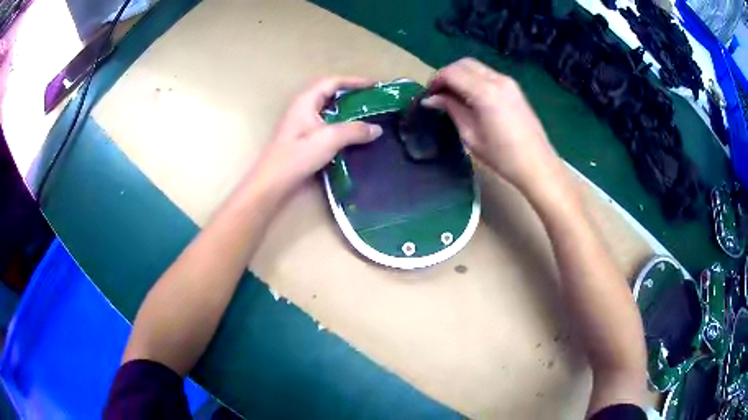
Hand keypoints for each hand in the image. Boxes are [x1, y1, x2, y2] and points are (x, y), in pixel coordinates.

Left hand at [249, 77, 382, 198]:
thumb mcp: (330, 139)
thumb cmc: (298, 156)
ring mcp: (303, 125)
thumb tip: (377, 129)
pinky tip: (354, 138)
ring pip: (330, 113)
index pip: (333, 82)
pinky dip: (342, 128)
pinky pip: (328, 128)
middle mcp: (304, 109)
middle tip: (374, 103)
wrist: (274, 183)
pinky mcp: (304, 141)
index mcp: (307, 101)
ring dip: (348, 113)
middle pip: (331, 95)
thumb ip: (355, 131)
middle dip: (353, 96)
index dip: (355, 81)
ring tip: (368, 119)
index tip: (375, 86)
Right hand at [423, 58, 563, 196]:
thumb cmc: (502, 156)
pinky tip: (470, 96)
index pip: (452, 73)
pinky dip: (474, 78)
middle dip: (447, 74)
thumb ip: (451, 110)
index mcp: (485, 92)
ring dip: (460, 75)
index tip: (428, 95)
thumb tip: (432, 99)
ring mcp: (508, 82)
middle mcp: (497, 80)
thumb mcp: (471, 135)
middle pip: (464, 63)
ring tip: (452, 95)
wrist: (537, 165)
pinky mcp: (514, 88)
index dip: (436, 80)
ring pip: (476, 66)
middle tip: (438, 93)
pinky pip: (488, 74)